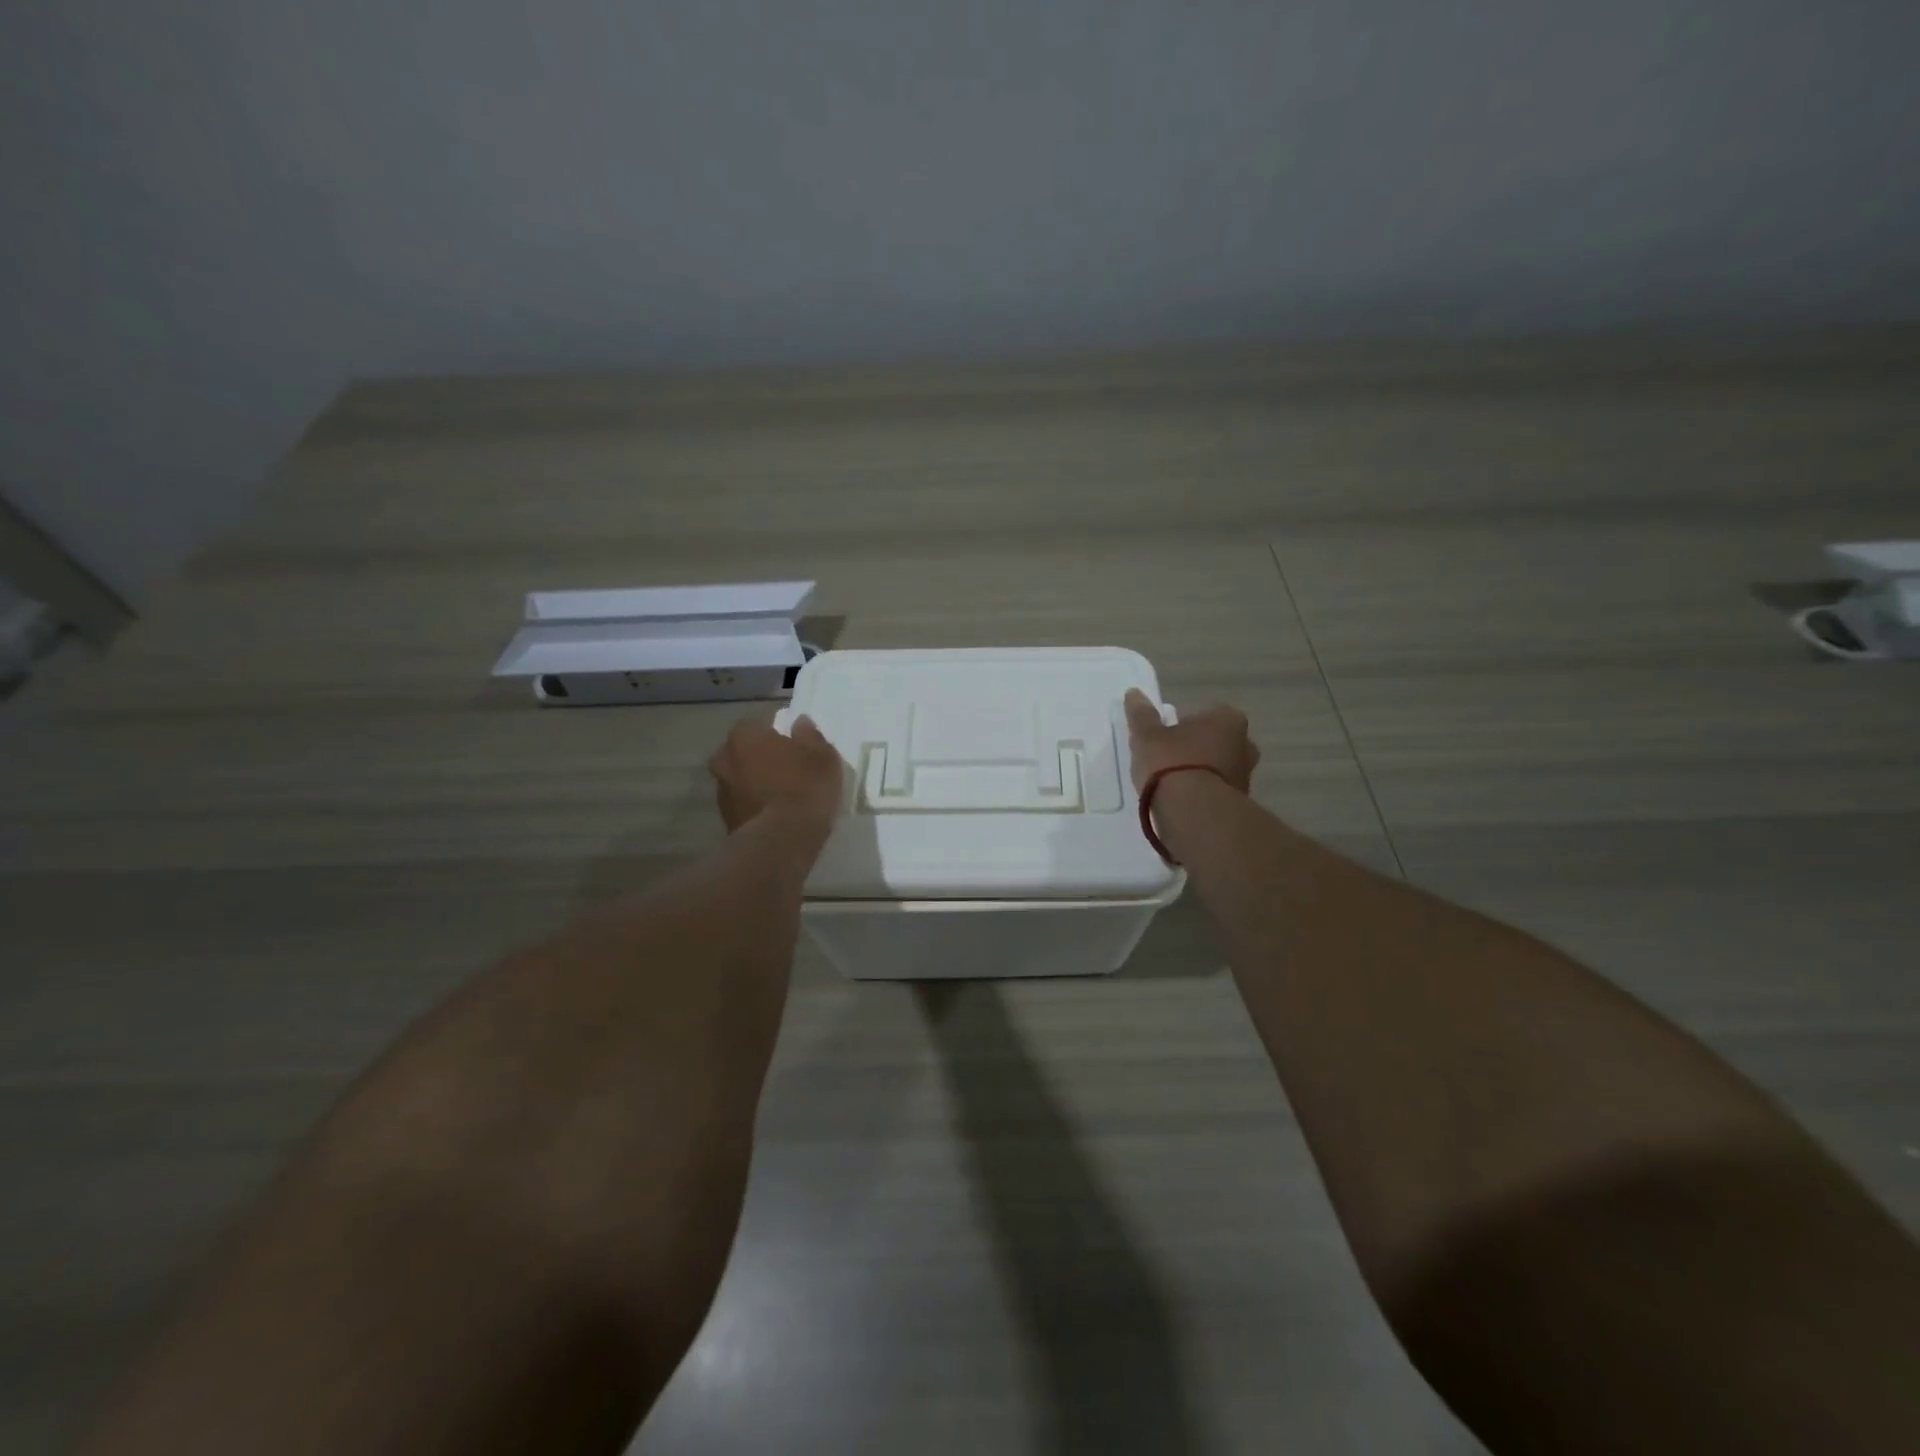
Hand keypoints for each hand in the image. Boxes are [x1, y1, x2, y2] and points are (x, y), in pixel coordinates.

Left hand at [708, 716, 845, 832]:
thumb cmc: (804, 787)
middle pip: (744, 752)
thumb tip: (800, 723)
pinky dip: (755, 806)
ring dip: (756, 783)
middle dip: (760, 758)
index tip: (793, 747)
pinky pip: (743, 804)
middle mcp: (724, 759)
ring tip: (782, 796)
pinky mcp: (725, 820)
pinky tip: (775, 815)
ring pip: (740, 779)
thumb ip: (810, 736)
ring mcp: (721, 792)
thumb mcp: (822, 757)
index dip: (776, 735)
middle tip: (786, 770)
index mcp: (743, 736)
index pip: (757, 725)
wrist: (781, 840)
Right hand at [1122, 689, 1258, 793]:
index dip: (1182, 724)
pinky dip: (1202, 793)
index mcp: (1227, 719)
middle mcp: (1245, 743)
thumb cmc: (1171, 763)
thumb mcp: (1147, 736)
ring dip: (1200, 772)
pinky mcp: (1239, 802)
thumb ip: (1141, 715)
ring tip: (1171, 784)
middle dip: (1196, 748)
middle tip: (1168, 759)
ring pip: (1218, 766)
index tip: (1164, 738)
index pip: (1204, 713)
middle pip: (1214, 740)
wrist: (1193, 813)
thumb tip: (1133, 693)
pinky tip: (1181, 801)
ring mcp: (1245, 775)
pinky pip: (1216, 790)